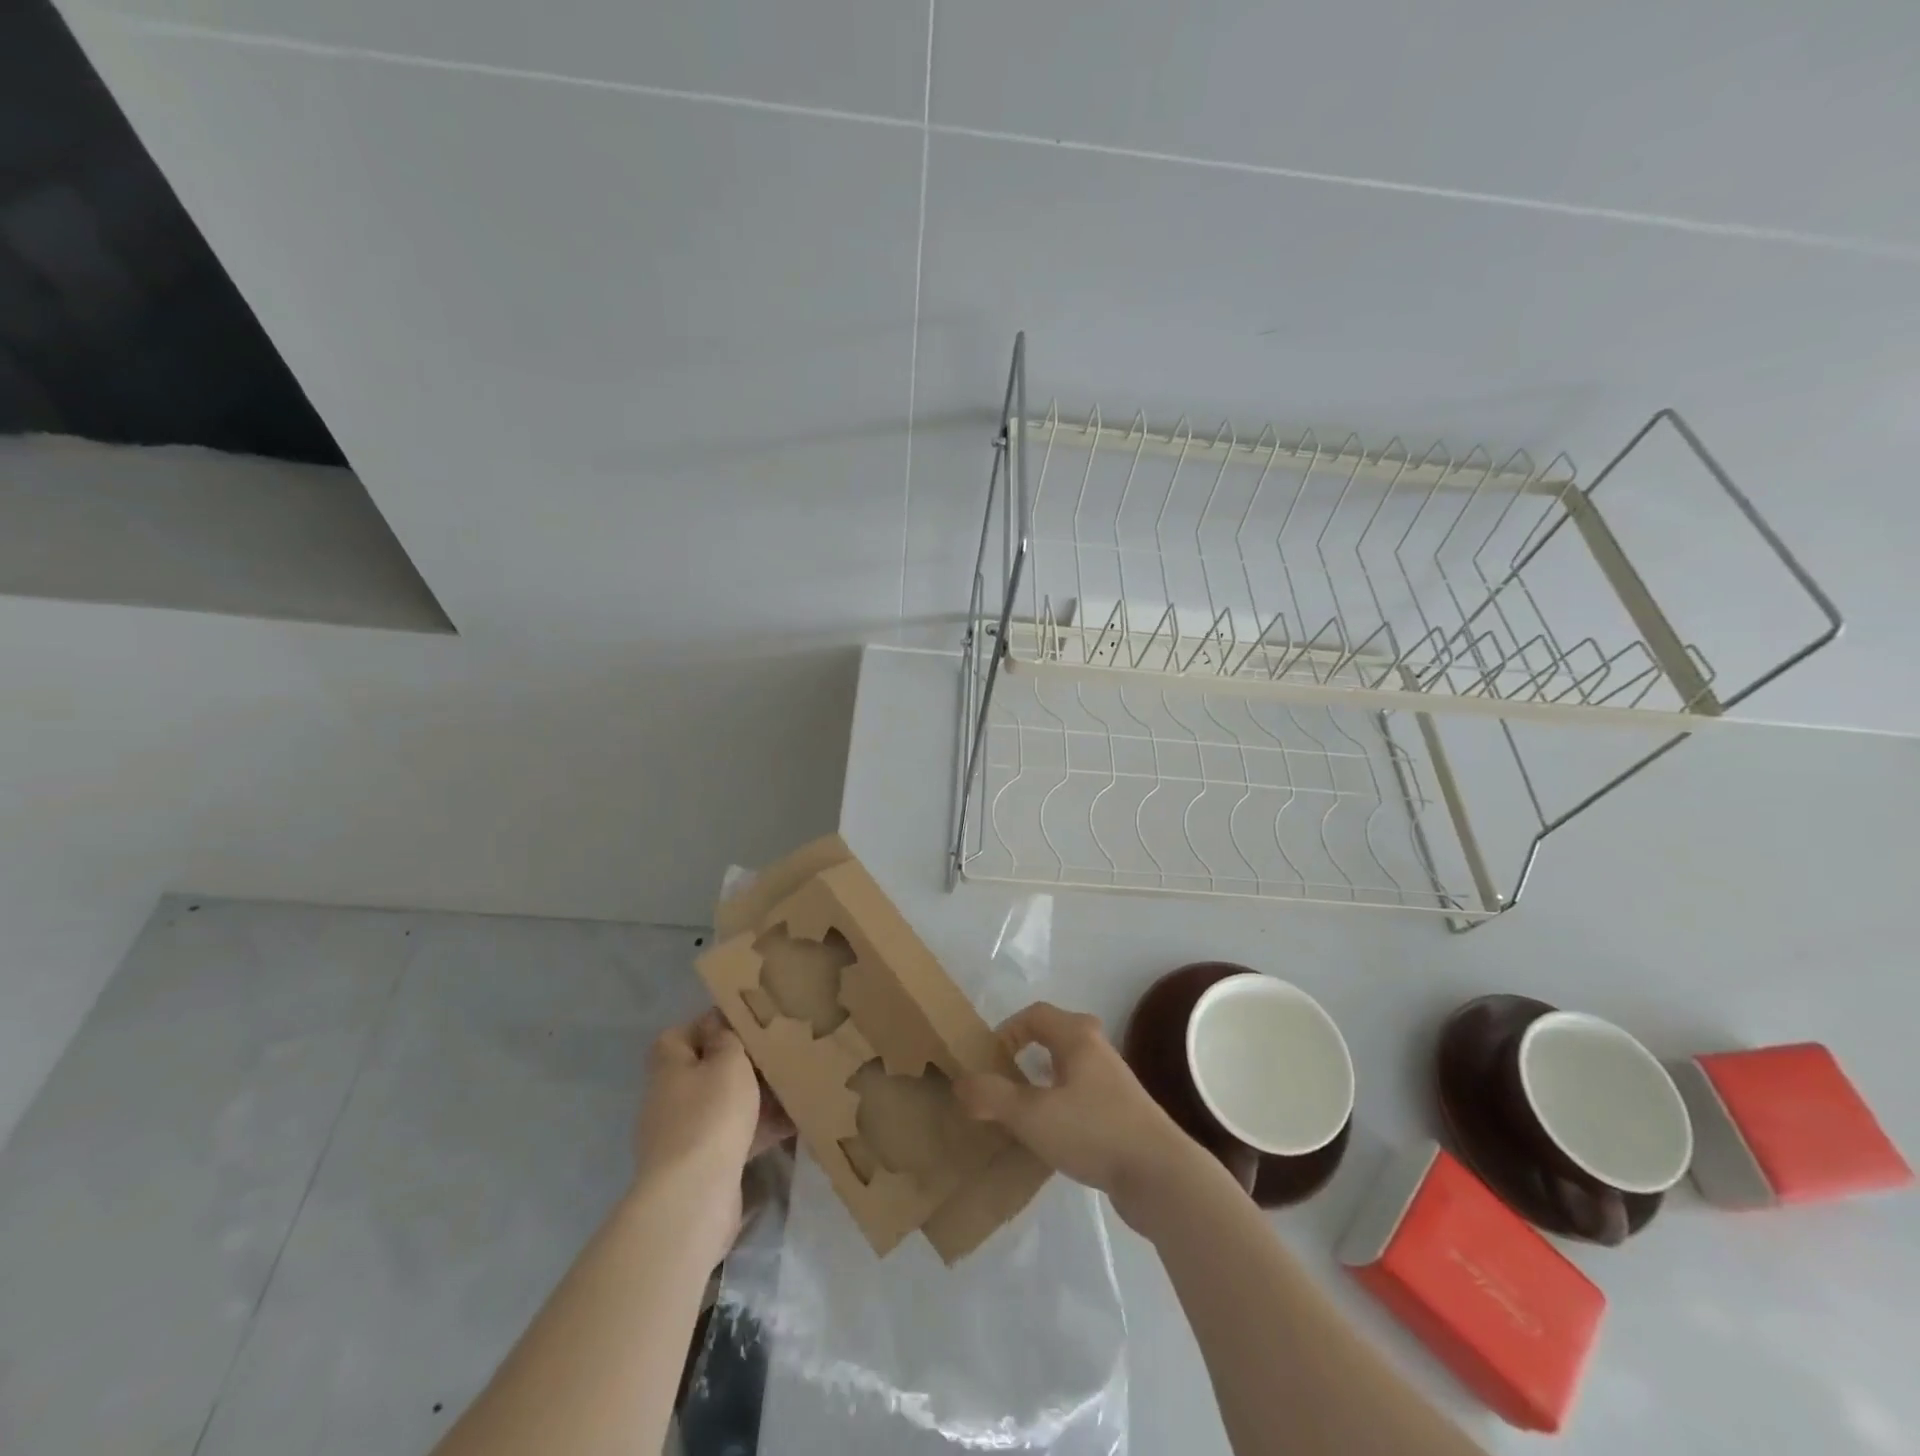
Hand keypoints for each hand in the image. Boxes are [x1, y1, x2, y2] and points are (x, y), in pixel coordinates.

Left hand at [631, 1011, 792, 1246]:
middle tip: (777, 1053)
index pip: (680, 1035)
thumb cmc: (710, 1116)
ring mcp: (684, 1135)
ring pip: (724, 1105)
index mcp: (669, 1068)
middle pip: (706, 1071)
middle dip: (741, 1064)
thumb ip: (727, 1038)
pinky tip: (794, 1123)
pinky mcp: (702, 1166)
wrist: (694, 1198)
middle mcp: (670, 1099)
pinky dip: (760, 1129)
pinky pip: (735, 1136)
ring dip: (755, 1098)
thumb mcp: (727, 1062)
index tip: (747, 1023)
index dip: (710, 1026)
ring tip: (794, 1085)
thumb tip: (719, 1023)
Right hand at [955, 1001, 1208, 1232]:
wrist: (1160, 1176)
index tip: (988, 1060)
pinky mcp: (1122, 1113)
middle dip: (1026, 1052)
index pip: (1035, 1014)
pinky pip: (1082, 1095)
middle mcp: (1097, 1050)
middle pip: (1054, 1036)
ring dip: (1043, 1080)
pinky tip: (1051, 1136)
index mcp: (1077, 1036)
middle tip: (1004, 1078)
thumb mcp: (1032, 1115)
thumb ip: (992, 1097)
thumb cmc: (1093, 1131)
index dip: (1007, 1030)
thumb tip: (961, 1084)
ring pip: (1069, 1068)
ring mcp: (1114, 1082)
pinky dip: (1060, 1104)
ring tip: (1021, 1109)